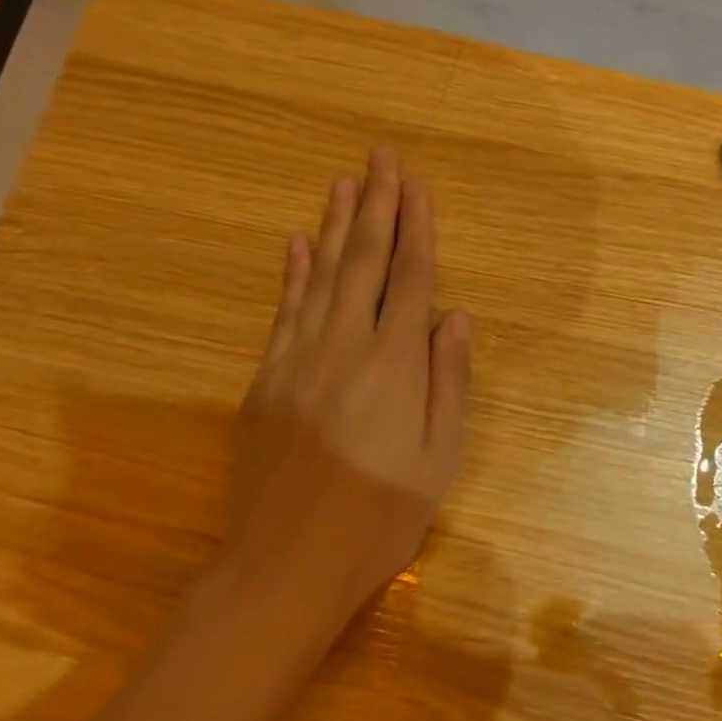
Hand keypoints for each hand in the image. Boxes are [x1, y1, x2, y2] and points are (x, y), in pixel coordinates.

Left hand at [228, 147, 471, 620]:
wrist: (287, 564)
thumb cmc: (380, 518)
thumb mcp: (439, 459)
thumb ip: (449, 382)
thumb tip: (455, 317)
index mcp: (395, 365)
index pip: (411, 278)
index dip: (417, 228)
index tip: (417, 185)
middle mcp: (345, 346)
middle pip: (364, 262)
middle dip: (376, 205)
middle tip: (381, 156)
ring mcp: (298, 359)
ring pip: (321, 276)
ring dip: (334, 225)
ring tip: (343, 182)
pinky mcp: (266, 379)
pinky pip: (284, 311)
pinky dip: (293, 274)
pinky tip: (296, 244)